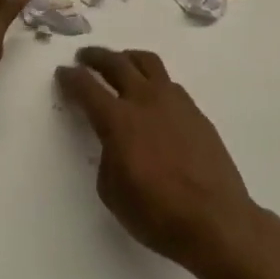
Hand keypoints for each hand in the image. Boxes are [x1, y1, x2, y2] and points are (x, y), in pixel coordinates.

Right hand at [56, 47, 260, 270]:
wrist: (216, 221)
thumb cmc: (157, 213)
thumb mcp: (112, 191)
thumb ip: (107, 157)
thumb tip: (114, 143)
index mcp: (118, 120)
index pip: (86, 87)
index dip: (70, 77)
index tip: (63, 72)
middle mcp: (145, 100)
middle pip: (116, 63)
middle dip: (96, 57)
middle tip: (84, 57)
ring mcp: (174, 102)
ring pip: (147, 62)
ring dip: (127, 58)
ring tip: (120, 63)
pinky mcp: (196, 112)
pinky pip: (168, 83)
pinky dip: (152, 80)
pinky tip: (151, 96)